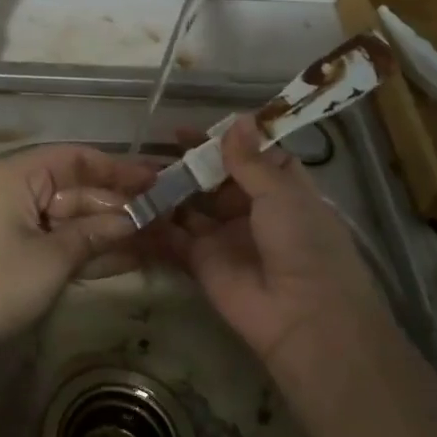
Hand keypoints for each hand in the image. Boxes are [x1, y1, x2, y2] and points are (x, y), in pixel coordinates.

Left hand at [0, 144, 158, 371]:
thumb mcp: (53, 258)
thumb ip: (96, 233)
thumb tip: (136, 220)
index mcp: (17, 175)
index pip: (76, 158)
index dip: (118, 169)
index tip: (156, 180)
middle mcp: (14, 189)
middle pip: (76, 189)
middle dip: (119, 205)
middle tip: (166, 217)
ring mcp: (13, 221)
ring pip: (70, 217)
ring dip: (109, 229)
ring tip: (158, 237)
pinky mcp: (14, 250)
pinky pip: (57, 239)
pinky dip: (86, 247)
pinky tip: (127, 256)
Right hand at [156, 116, 380, 368]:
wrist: (302, 316)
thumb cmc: (303, 244)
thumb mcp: (281, 194)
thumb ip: (250, 161)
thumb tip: (237, 120)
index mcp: (283, 191)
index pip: (253, 158)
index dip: (228, 142)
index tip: (200, 127)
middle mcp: (253, 211)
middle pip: (216, 180)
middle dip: (191, 162)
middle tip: (159, 145)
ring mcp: (225, 237)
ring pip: (192, 205)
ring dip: (169, 188)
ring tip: (138, 168)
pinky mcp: (201, 262)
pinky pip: (174, 237)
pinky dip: (155, 222)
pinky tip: (132, 201)